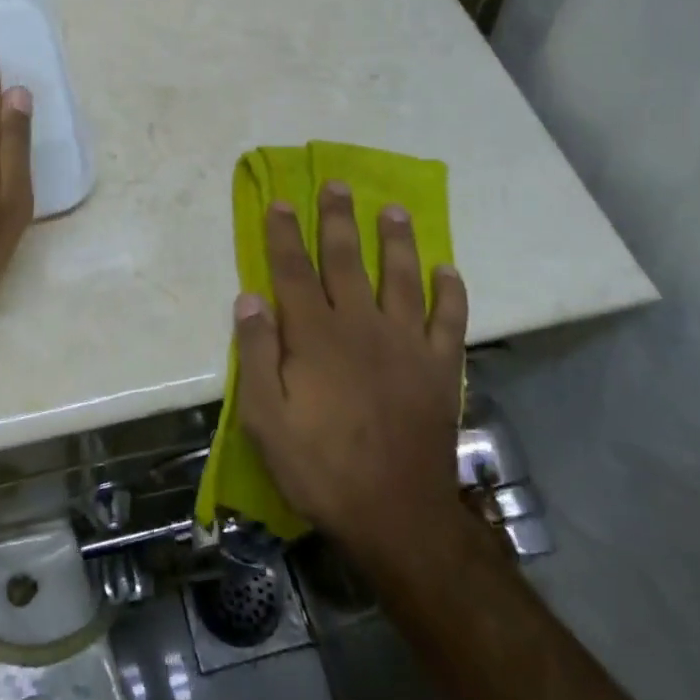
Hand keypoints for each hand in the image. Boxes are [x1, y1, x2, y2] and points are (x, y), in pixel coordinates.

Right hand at [233, 182, 470, 555]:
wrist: (397, 515)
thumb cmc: (320, 466)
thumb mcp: (265, 418)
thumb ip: (256, 353)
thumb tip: (249, 298)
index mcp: (315, 334)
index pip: (292, 270)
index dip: (283, 233)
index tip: (279, 201)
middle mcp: (360, 325)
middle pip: (345, 259)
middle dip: (337, 219)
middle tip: (337, 184)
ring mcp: (405, 343)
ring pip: (400, 276)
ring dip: (396, 240)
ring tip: (394, 210)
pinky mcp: (439, 367)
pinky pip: (448, 319)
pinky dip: (450, 292)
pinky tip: (447, 270)